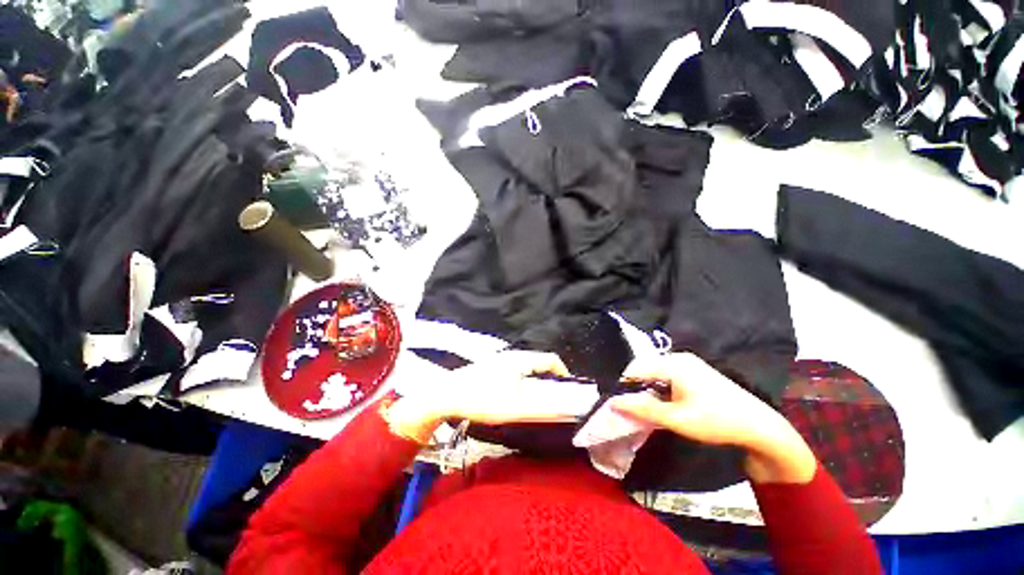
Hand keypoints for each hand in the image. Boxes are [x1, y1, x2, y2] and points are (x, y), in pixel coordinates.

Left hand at [384, 350, 578, 443]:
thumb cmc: (481, 399)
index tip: (568, 389)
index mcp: (520, 360)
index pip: (551, 359)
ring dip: (535, 379)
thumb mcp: (513, 408)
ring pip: (526, 366)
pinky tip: (515, 395)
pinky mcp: (491, 366)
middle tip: (553, 397)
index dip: (563, 372)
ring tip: (536, 398)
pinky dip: (523, 379)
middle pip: (539, 362)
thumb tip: (559, 408)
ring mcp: (500, 360)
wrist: (446, 395)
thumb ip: (540, 408)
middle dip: (549, 378)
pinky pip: (515, 369)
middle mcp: (512, 355)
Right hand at [609, 353, 815, 483]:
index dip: (622, 384)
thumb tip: (613, 402)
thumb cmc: (716, 421)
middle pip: (644, 368)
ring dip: (647, 388)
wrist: (759, 426)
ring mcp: (688, 363)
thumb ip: (643, 409)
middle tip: (628, 406)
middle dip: (634, 386)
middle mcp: (678, 357)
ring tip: (643, 407)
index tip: (615, 402)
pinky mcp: (694, 371)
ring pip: (655, 372)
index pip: (635, 368)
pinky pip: (666, 375)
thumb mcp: (677, 419)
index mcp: (673, 364)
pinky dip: (659, 387)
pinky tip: (661, 403)